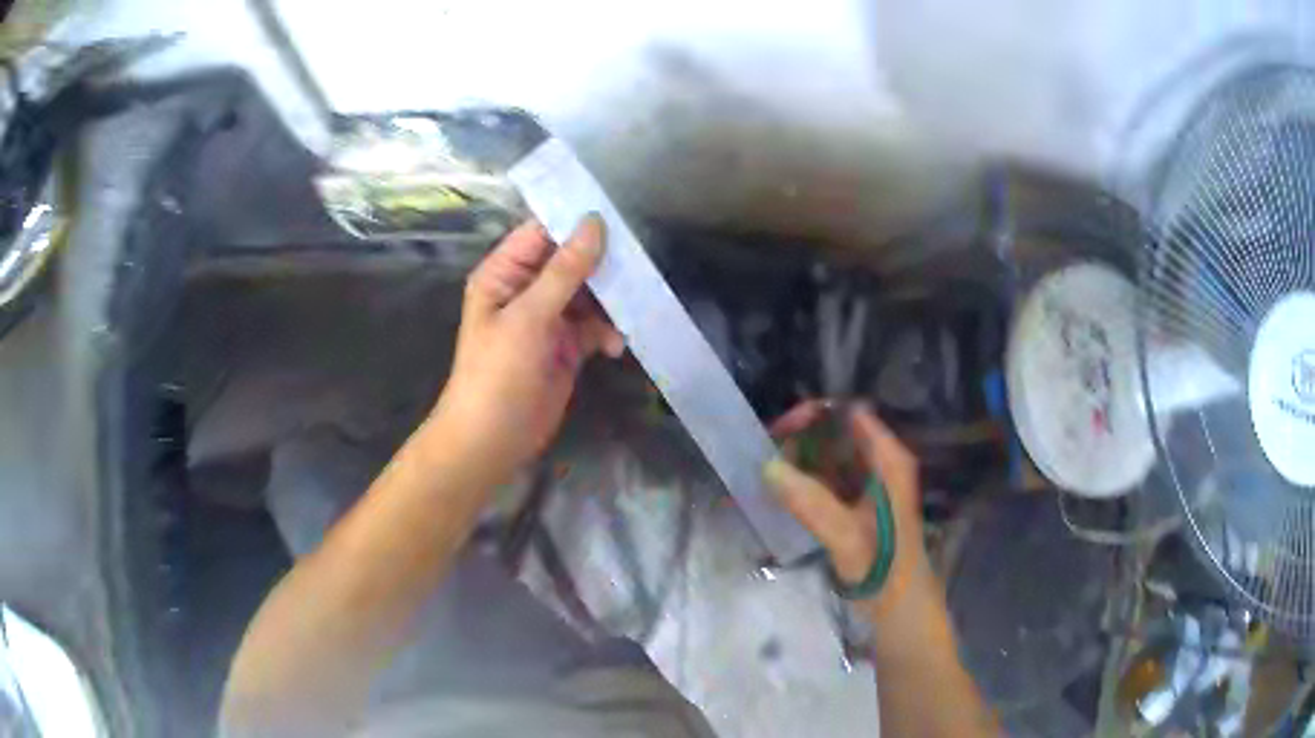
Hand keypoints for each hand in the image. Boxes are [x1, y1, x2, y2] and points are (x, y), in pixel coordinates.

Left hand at [431, 216, 623, 483]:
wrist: (493, 440)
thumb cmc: (498, 373)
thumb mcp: (529, 317)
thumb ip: (564, 271)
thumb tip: (595, 223)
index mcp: (504, 274)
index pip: (541, 233)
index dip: (575, 222)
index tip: (617, 216)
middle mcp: (526, 290)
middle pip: (570, 262)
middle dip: (602, 264)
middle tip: (636, 263)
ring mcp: (547, 319)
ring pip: (587, 294)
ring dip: (610, 301)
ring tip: (634, 305)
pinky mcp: (566, 347)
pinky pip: (594, 327)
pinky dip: (607, 332)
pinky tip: (616, 345)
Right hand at [764, 401, 936, 621]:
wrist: (900, 611)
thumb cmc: (884, 570)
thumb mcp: (847, 537)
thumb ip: (811, 502)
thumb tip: (768, 467)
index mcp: (889, 460)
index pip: (850, 414)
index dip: (815, 414)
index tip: (778, 431)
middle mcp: (880, 463)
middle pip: (836, 432)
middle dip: (800, 438)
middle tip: (763, 457)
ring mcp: (868, 484)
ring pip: (829, 456)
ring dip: (798, 461)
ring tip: (763, 474)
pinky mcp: (856, 505)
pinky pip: (826, 480)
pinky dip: (803, 482)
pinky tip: (779, 493)